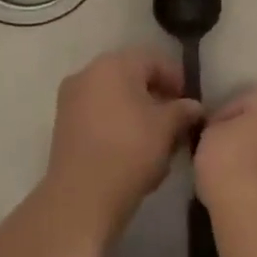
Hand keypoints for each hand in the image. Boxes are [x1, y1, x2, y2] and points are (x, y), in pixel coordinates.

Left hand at [45, 49, 202, 237]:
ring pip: (114, 97)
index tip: (189, 104)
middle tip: (175, 122)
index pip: (154, 60)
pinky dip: (118, 124)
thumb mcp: (167, 127)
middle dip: (156, 96)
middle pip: (132, 77)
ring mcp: (71, 99)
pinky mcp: (63, 125)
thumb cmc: (130, 150)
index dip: (177, 79)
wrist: (82, 196)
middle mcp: (88, 73)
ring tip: (157, 140)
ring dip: (137, 112)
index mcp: (114, 64)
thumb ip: (184, 110)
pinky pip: (98, 115)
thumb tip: (193, 106)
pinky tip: (132, 150)